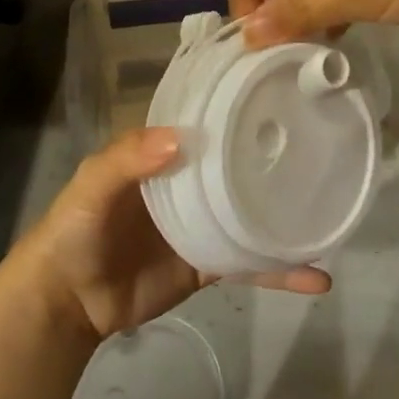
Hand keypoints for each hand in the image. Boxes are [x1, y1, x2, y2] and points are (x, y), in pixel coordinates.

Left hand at [19, 128, 330, 342]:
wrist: (67, 303)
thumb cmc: (76, 230)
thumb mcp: (92, 185)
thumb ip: (128, 159)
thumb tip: (181, 139)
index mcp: (165, 154)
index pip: (208, 122)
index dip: (238, 109)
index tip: (281, 95)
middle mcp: (190, 182)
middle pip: (238, 165)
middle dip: (275, 156)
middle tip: (323, 146)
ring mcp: (203, 224)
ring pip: (252, 213)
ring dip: (287, 215)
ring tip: (331, 210)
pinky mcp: (209, 265)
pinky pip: (250, 264)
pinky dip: (281, 272)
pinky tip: (317, 277)